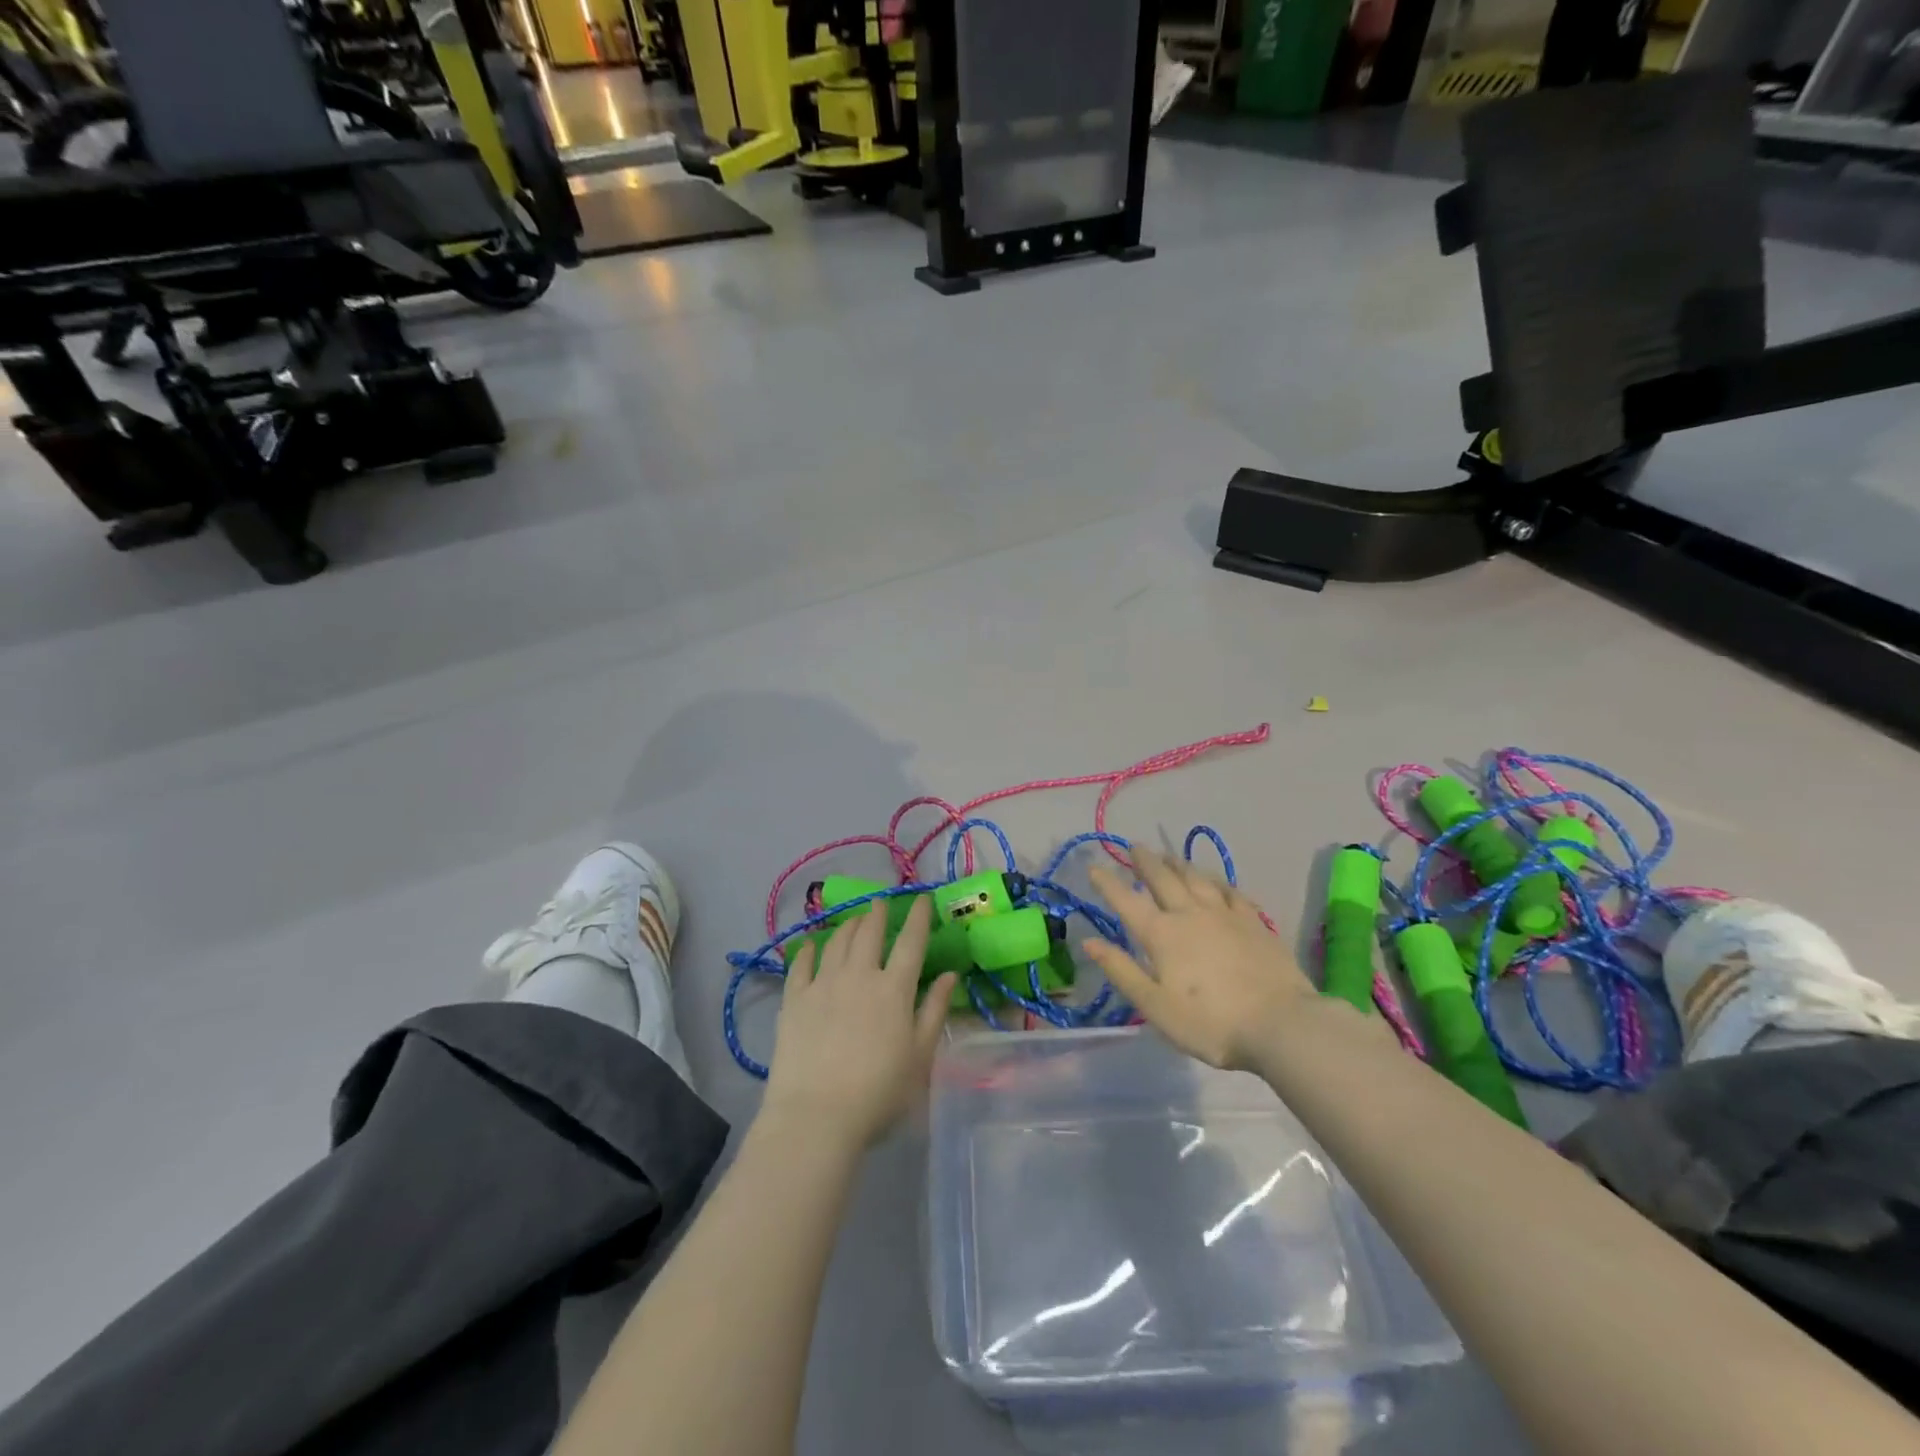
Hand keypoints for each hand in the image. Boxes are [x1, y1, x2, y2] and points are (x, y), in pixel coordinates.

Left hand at [763, 896, 956, 1145]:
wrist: (817, 1116)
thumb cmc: (879, 1092)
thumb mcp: (920, 1056)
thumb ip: (935, 1011)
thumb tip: (949, 975)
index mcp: (894, 989)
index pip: (910, 942)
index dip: (918, 917)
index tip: (921, 899)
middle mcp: (859, 976)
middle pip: (869, 933)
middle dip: (876, 914)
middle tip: (879, 903)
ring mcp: (822, 984)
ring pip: (837, 942)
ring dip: (848, 926)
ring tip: (853, 920)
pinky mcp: (794, 1000)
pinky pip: (801, 965)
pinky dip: (808, 950)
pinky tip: (810, 945)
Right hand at [1084, 850, 1313, 1070]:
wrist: (1281, 1024)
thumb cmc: (1210, 1023)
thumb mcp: (1154, 1006)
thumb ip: (1122, 971)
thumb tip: (1089, 942)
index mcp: (1161, 934)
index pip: (1127, 901)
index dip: (1107, 883)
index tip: (1093, 866)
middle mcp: (1190, 914)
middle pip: (1163, 878)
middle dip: (1145, 861)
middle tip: (1134, 846)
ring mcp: (1226, 915)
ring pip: (1197, 879)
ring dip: (1179, 864)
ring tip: (1169, 856)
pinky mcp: (1255, 923)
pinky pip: (1232, 892)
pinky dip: (1219, 882)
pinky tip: (1217, 882)